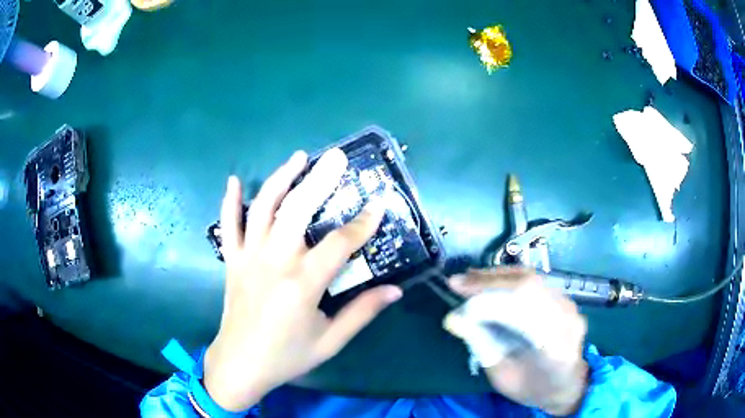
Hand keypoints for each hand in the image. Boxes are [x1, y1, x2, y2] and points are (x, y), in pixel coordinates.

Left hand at [204, 149, 402, 411]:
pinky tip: (236, 179)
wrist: (240, 365)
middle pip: (297, 210)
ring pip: (263, 208)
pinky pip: (229, 226)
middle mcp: (274, 262)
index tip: (379, 204)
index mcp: (302, 284)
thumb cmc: (287, 356)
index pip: (340, 243)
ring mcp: (248, 258)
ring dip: (281, 178)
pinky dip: (230, 201)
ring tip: (298, 157)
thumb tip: (395, 290)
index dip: (363, 223)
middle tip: (336, 156)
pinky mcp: (232, 261)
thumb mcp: (330, 341)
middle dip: (320, 180)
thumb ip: (362, 313)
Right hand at [445, 268, 588, 415]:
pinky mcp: (565, 298)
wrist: (566, 384)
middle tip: (457, 282)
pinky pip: (536, 282)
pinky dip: (509, 279)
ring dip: (498, 277)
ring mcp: (570, 305)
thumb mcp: (502, 376)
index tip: (458, 298)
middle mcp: (568, 319)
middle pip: (530, 287)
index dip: (490, 300)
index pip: (524, 312)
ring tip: (469, 278)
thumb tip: (454, 319)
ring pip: (533, 279)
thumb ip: (482, 346)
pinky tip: (491, 282)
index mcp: (555, 347)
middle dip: (490, 282)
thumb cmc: (532, 387)